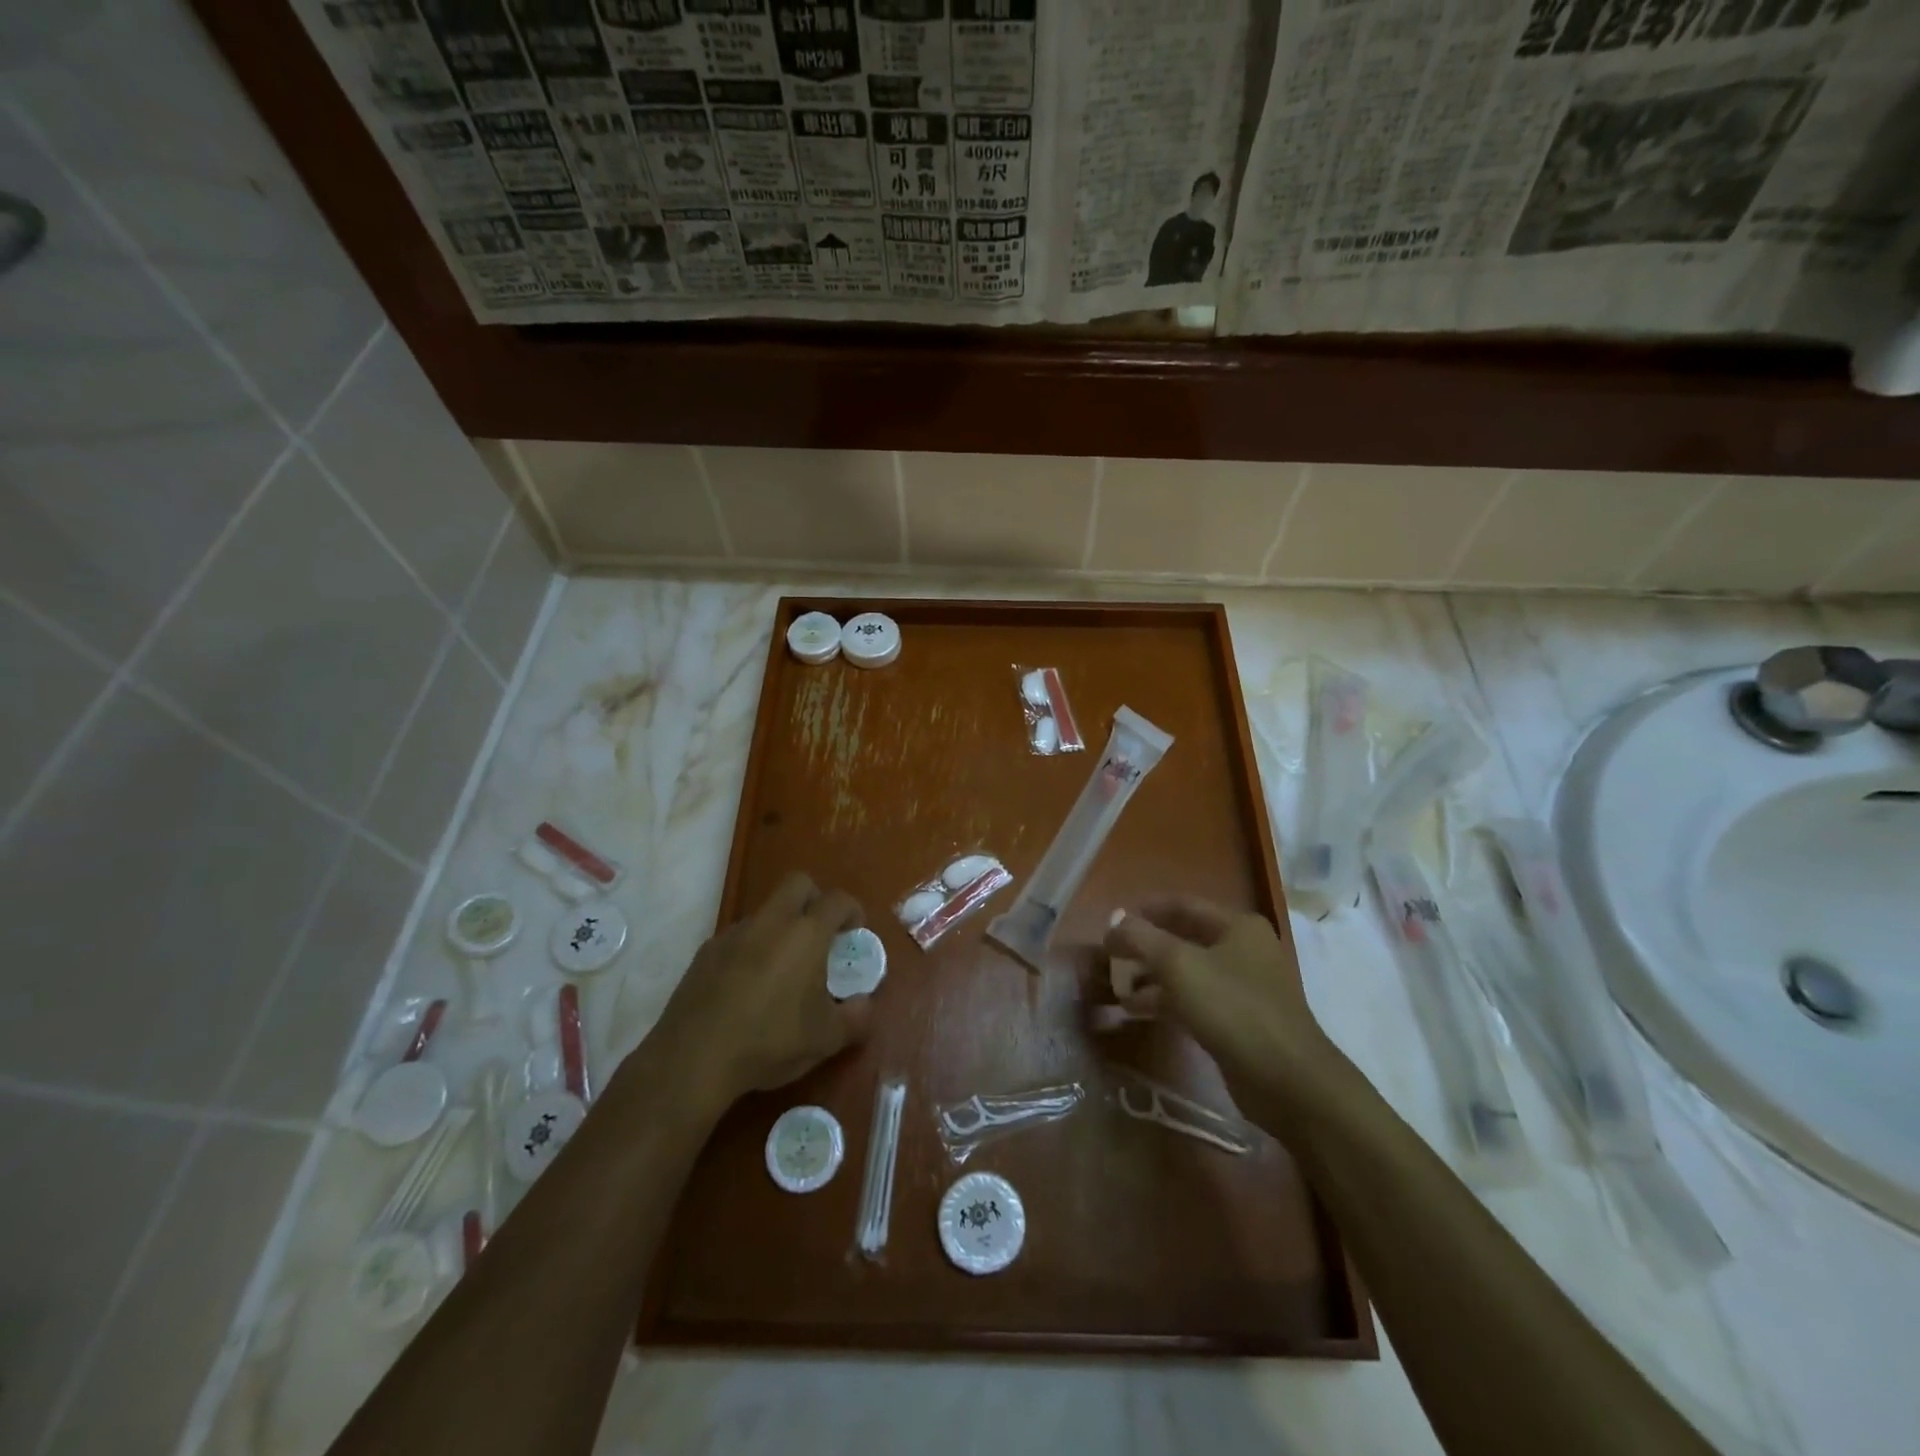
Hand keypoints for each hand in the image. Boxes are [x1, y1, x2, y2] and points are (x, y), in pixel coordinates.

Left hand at [651, 873, 873, 1107]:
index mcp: (806, 934)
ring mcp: (733, 934)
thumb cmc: (770, 1041)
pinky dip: (751, 950)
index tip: (854, 934)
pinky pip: (738, 938)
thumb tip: (865, 1004)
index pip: (837, 900)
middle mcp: (771, 922)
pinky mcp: (705, 952)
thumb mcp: (826, 1039)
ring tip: (782, 970)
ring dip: (780, 927)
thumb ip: (856, 1018)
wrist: (693, 1058)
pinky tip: (747, 988)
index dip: (852, 911)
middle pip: (798, 884)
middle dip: (815, 900)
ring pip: (765, 912)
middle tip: (821, 935)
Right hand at [1105, 896, 1343, 1122]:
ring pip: (1188, 973)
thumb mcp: (1178, 965)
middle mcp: (1244, 950)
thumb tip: (1114, 923)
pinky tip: (1137, 1012)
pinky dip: (1166, 1002)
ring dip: (1151, 978)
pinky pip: (1195, 1001)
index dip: (1145, 910)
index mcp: (1237, 926)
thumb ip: (1140, 938)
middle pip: (1184, 939)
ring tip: (1116, 988)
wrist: (1288, 1081)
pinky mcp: (1240, 1022)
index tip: (1112, 923)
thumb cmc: (1233, 1008)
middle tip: (1110, 958)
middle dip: (1145, 948)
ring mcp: (1244, 988)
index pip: (1183, 905)